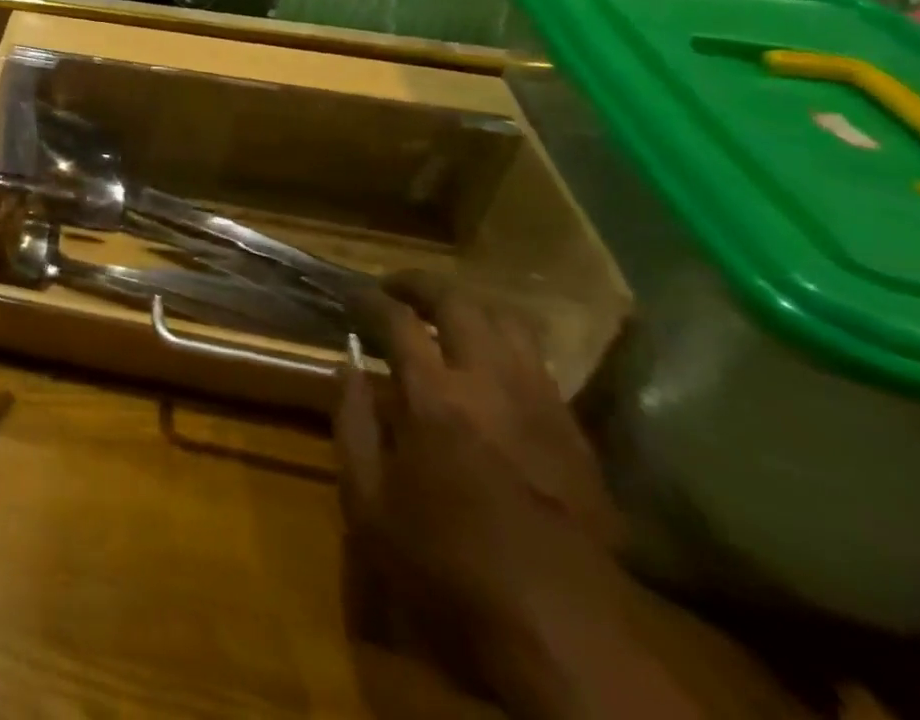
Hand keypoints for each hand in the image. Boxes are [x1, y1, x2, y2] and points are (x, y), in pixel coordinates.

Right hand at [338, 273, 633, 706]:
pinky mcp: (574, 431)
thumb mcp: (369, 504)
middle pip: (459, 302)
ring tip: (442, 315)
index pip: (397, 320)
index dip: (368, 299)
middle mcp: (490, 385)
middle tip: (394, 288)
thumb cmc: (448, 568)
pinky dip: (505, 343)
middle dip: (420, 284)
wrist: (563, 635)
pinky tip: (487, 363)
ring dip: (469, 306)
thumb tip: (346, 362)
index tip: (351, 295)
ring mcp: (540, 404)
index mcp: (435, 399)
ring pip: (508, 321)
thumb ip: (351, 423)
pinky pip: (538, 361)